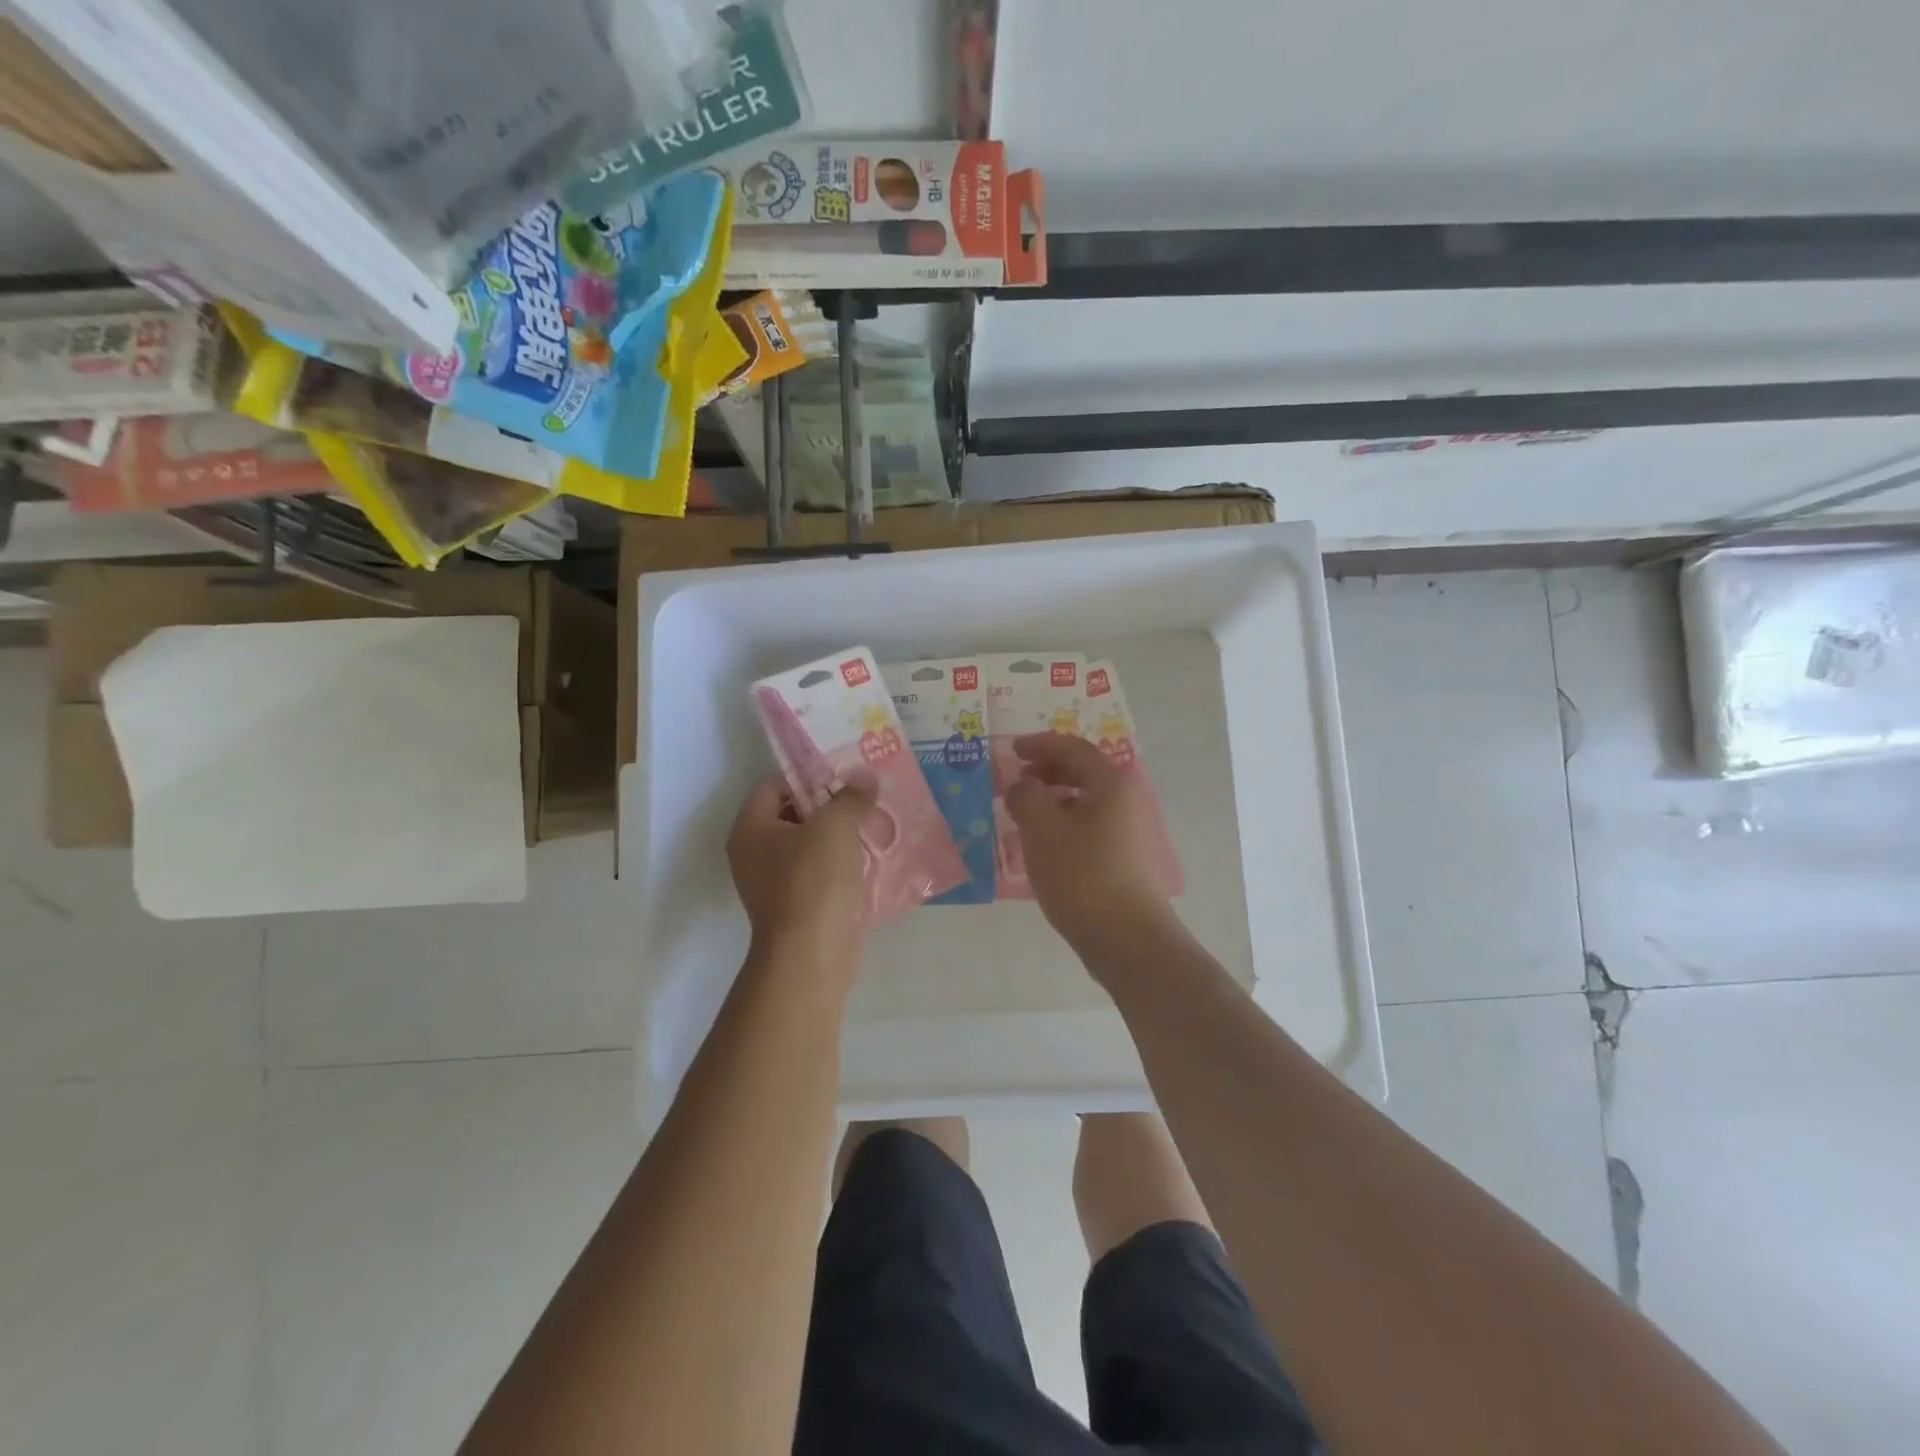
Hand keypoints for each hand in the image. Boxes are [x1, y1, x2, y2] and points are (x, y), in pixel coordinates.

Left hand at [728, 776, 876, 971]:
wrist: (811, 955)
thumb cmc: (813, 881)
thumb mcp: (835, 826)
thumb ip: (851, 797)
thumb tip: (865, 777)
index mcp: (751, 829)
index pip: (774, 785)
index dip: (807, 776)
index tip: (843, 777)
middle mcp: (755, 854)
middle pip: (792, 814)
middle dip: (829, 805)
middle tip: (863, 799)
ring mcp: (774, 883)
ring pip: (809, 846)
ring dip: (839, 836)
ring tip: (872, 825)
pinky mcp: (797, 907)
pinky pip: (819, 873)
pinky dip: (842, 865)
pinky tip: (870, 858)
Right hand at [1006, 733, 1177, 959]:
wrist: (1126, 938)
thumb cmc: (1082, 875)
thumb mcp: (1042, 829)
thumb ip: (1025, 796)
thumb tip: (1023, 786)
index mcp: (1111, 784)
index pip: (1073, 749)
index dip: (1040, 745)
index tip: (1012, 750)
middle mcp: (1126, 800)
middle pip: (1083, 772)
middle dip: (1047, 771)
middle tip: (1017, 781)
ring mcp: (1129, 831)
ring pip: (1086, 801)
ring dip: (1054, 799)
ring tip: (1025, 814)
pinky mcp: (1125, 858)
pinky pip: (1090, 825)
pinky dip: (1065, 822)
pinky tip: (1045, 844)